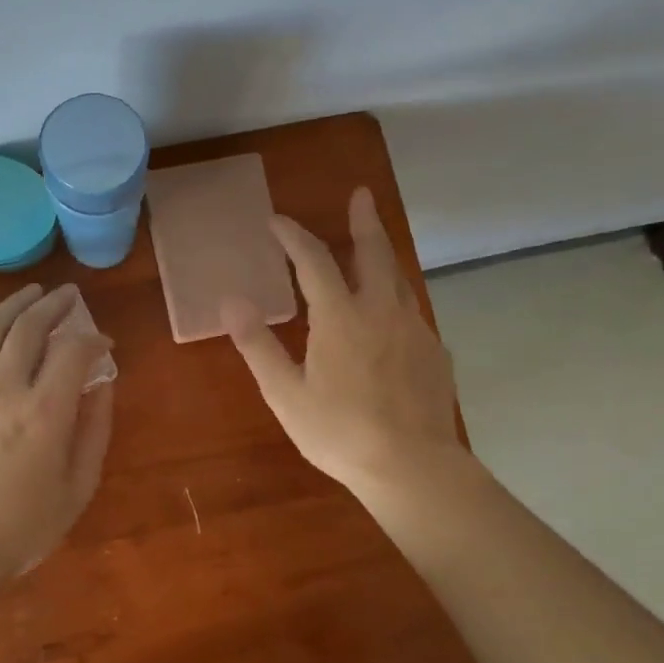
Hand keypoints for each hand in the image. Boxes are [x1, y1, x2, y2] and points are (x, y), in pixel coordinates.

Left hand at [0, 283, 114, 578]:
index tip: (103, 344)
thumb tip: (101, 387)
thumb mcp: (79, 485)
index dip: (92, 339)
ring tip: (31, 294)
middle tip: (68, 295)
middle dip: (53, 304)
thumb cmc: (24, 524)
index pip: (73, 351)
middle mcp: (5, 388)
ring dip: (14, 305)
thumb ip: (94, 430)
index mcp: (45, 411)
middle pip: (29, 326)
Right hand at [224, 187, 462, 497]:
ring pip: (398, 279)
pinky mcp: (434, 352)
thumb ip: (257, 345)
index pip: (313, 261)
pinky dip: (396, 297)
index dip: (293, 236)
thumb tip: (230, 301)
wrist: (413, 467)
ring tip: (373, 248)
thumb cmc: (340, 432)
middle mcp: (382, 310)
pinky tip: (392, 316)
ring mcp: (414, 329)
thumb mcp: (286, 393)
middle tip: (361, 195)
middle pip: (373, 252)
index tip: (276, 221)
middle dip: (363, 221)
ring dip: (383, 255)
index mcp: (341, 317)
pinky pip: (412, 311)